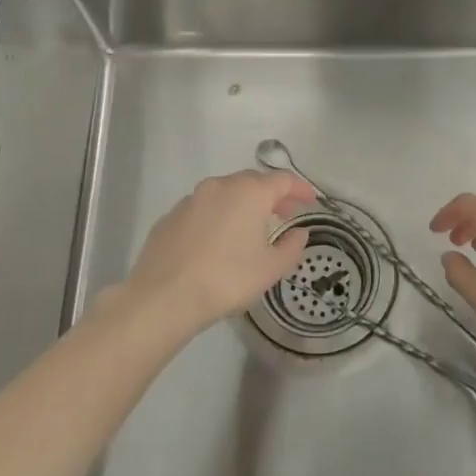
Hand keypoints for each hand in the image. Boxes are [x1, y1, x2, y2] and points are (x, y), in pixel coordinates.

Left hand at [123, 169, 316, 334]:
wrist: (164, 296)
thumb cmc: (227, 279)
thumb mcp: (271, 268)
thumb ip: (292, 247)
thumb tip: (300, 233)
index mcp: (249, 192)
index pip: (282, 180)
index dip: (300, 189)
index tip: (310, 201)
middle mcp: (220, 186)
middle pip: (252, 181)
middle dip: (271, 195)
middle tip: (283, 214)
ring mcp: (191, 199)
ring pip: (224, 193)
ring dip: (242, 204)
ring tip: (250, 228)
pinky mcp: (170, 216)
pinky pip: (202, 209)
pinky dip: (217, 217)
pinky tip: (217, 241)